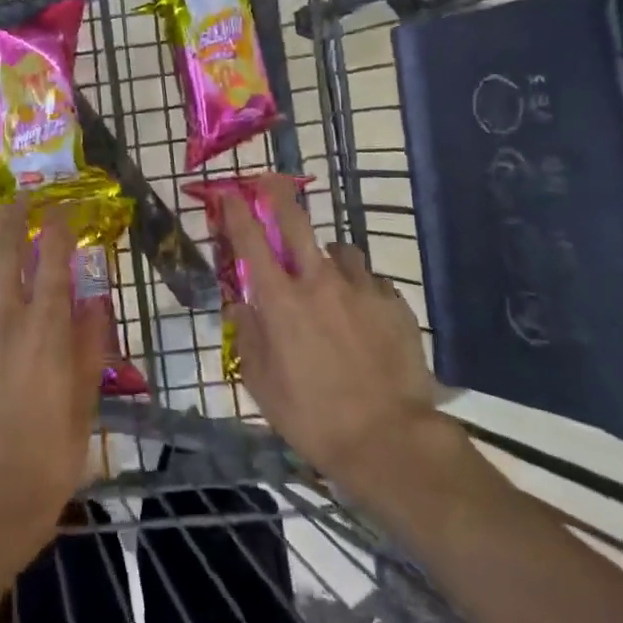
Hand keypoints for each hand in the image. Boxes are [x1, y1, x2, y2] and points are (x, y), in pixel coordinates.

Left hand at [0, 197, 107, 597]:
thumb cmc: (49, 454)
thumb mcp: (85, 402)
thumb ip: (90, 346)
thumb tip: (94, 303)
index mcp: (45, 328)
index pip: (54, 260)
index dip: (59, 228)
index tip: (62, 208)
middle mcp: (4, 319)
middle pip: (5, 252)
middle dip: (13, 218)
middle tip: (19, 200)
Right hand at [222, 175, 444, 494]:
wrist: (391, 441)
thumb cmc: (313, 418)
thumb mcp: (262, 385)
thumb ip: (247, 336)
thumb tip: (240, 304)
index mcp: (281, 300)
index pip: (251, 241)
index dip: (236, 211)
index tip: (228, 191)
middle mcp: (319, 282)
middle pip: (296, 222)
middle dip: (278, 195)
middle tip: (271, 181)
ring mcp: (362, 289)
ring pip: (340, 251)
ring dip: (328, 257)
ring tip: (331, 280)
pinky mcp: (395, 304)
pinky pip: (373, 282)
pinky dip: (362, 289)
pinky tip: (365, 314)